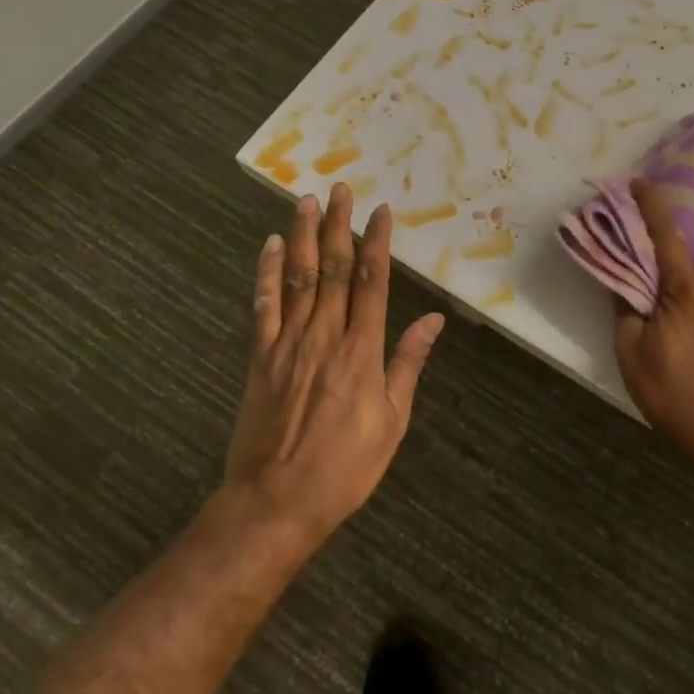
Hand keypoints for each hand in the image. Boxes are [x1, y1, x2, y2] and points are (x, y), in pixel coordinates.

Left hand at [223, 183, 444, 546]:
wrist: (276, 503)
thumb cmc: (345, 467)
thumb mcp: (392, 421)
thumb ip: (408, 364)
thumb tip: (433, 320)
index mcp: (361, 351)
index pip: (372, 282)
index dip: (376, 243)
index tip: (380, 211)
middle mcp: (325, 336)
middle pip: (333, 269)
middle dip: (339, 226)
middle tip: (341, 189)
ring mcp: (287, 344)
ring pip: (298, 278)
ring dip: (304, 236)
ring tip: (306, 200)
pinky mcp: (260, 358)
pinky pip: (263, 306)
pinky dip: (267, 273)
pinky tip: (271, 246)